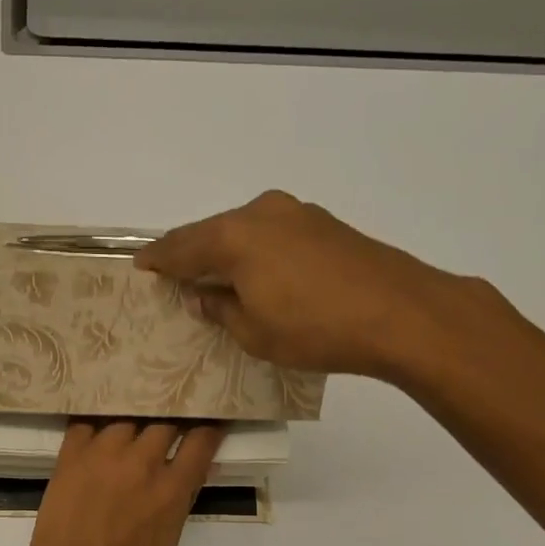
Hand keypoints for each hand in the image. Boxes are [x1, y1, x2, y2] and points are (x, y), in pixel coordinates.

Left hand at [0, 421, 222, 545]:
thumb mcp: (167, 540)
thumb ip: (181, 499)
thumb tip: (194, 471)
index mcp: (170, 488)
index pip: (201, 440)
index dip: (209, 428)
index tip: (210, 422)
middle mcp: (141, 461)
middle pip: (165, 421)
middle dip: (171, 423)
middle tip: (169, 427)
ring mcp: (104, 452)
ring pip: (128, 417)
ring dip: (133, 424)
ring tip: (131, 430)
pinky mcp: (72, 452)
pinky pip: (88, 421)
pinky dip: (96, 425)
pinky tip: (98, 431)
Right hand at [135, 189, 477, 383]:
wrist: (402, 313)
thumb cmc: (315, 329)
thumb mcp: (253, 332)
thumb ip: (219, 309)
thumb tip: (202, 295)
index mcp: (233, 237)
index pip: (180, 246)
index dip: (158, 260)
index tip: (141, 268)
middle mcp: (260, 213)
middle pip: (211, 232)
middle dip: (191, 254)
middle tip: (174, 275)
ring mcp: (296, 213)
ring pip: (243, 230)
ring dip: (225, 252)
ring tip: (214, 277)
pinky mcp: (324, 222)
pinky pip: (272, 233)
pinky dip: (255, 250)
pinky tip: (257, 272)